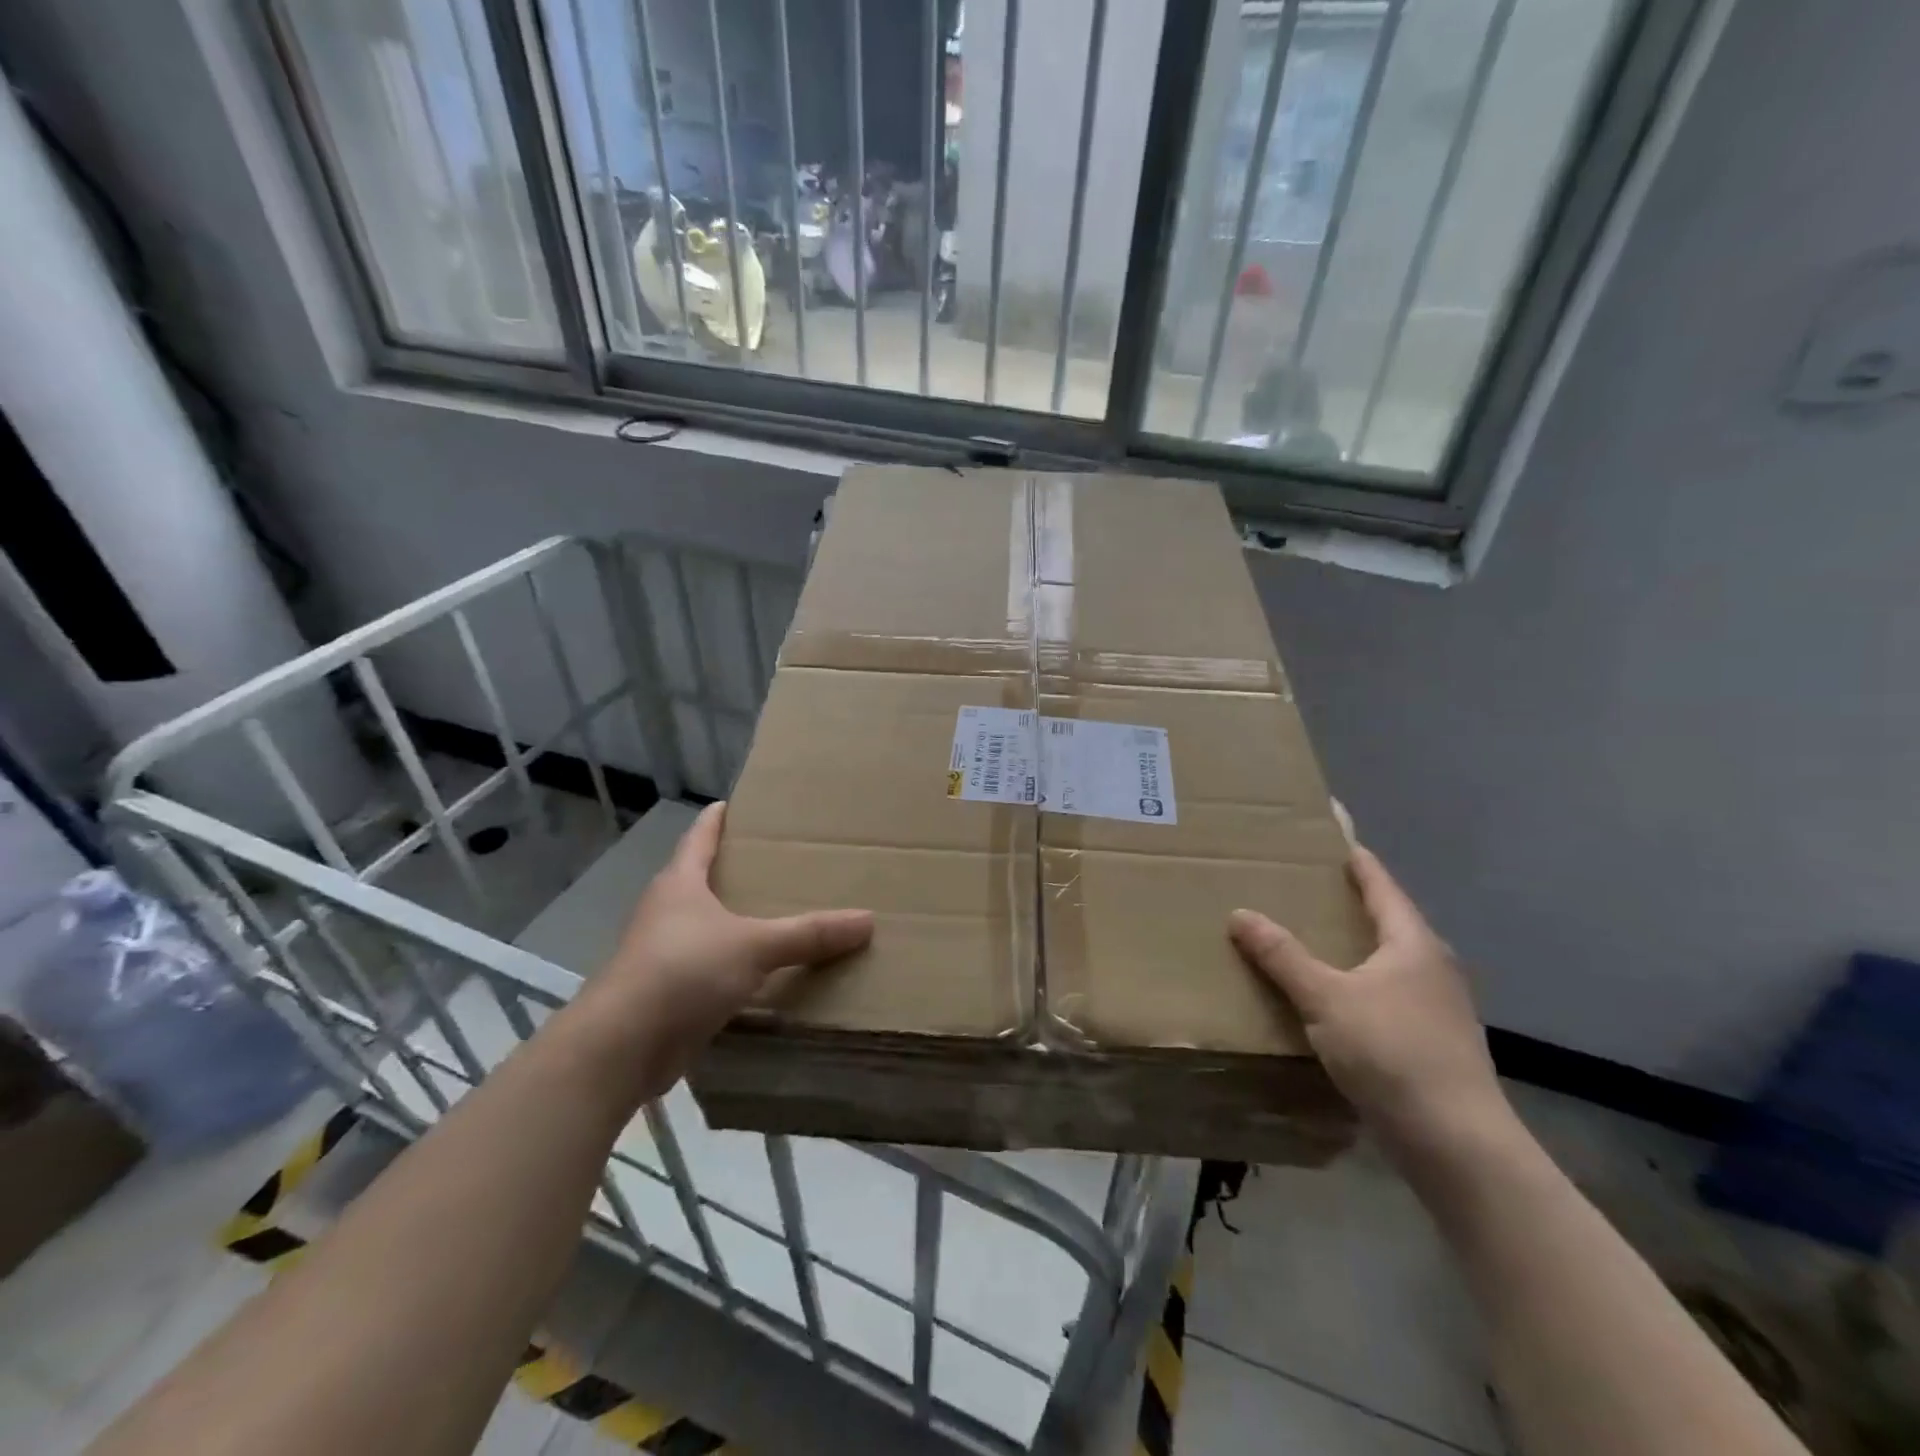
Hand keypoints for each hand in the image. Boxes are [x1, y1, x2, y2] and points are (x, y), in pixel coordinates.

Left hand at [589, 802, 872, 1087]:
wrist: (621, 1047)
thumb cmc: (682, 971)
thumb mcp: (754, 946)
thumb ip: (809, 934)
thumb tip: (867, 921)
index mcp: (680, 883)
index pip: (700, 836)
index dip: (718, 818)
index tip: (736, 802)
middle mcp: (667, 911)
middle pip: (702, 878)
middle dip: (736, 869)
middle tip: (781, 860)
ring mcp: (663, 952)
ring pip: (707, 925)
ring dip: (736, 919)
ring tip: (779, 912)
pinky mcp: (667, 992)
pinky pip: (710, 966)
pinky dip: (734, 963)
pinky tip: (762, 970)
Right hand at [1228, 846, 1513, 1169]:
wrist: (1457, 1144)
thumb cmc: (1392, 1053)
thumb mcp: (1325, 998)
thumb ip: (1282, 956)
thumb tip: (1240, 913)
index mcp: (1413, 944)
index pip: (1382, 886)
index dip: (1358, 861)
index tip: (1337, 838)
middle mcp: (1433, 968)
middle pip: (1390, 922)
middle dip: (1352, 904)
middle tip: (1309, 888)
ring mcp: (1439, 1009)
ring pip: (1390, 963)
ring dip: (1356, 948)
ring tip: (1314, 940)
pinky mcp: (1434, 1045)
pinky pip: (1389, 997)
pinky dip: (1360, 985)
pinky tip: (1335, 1001)